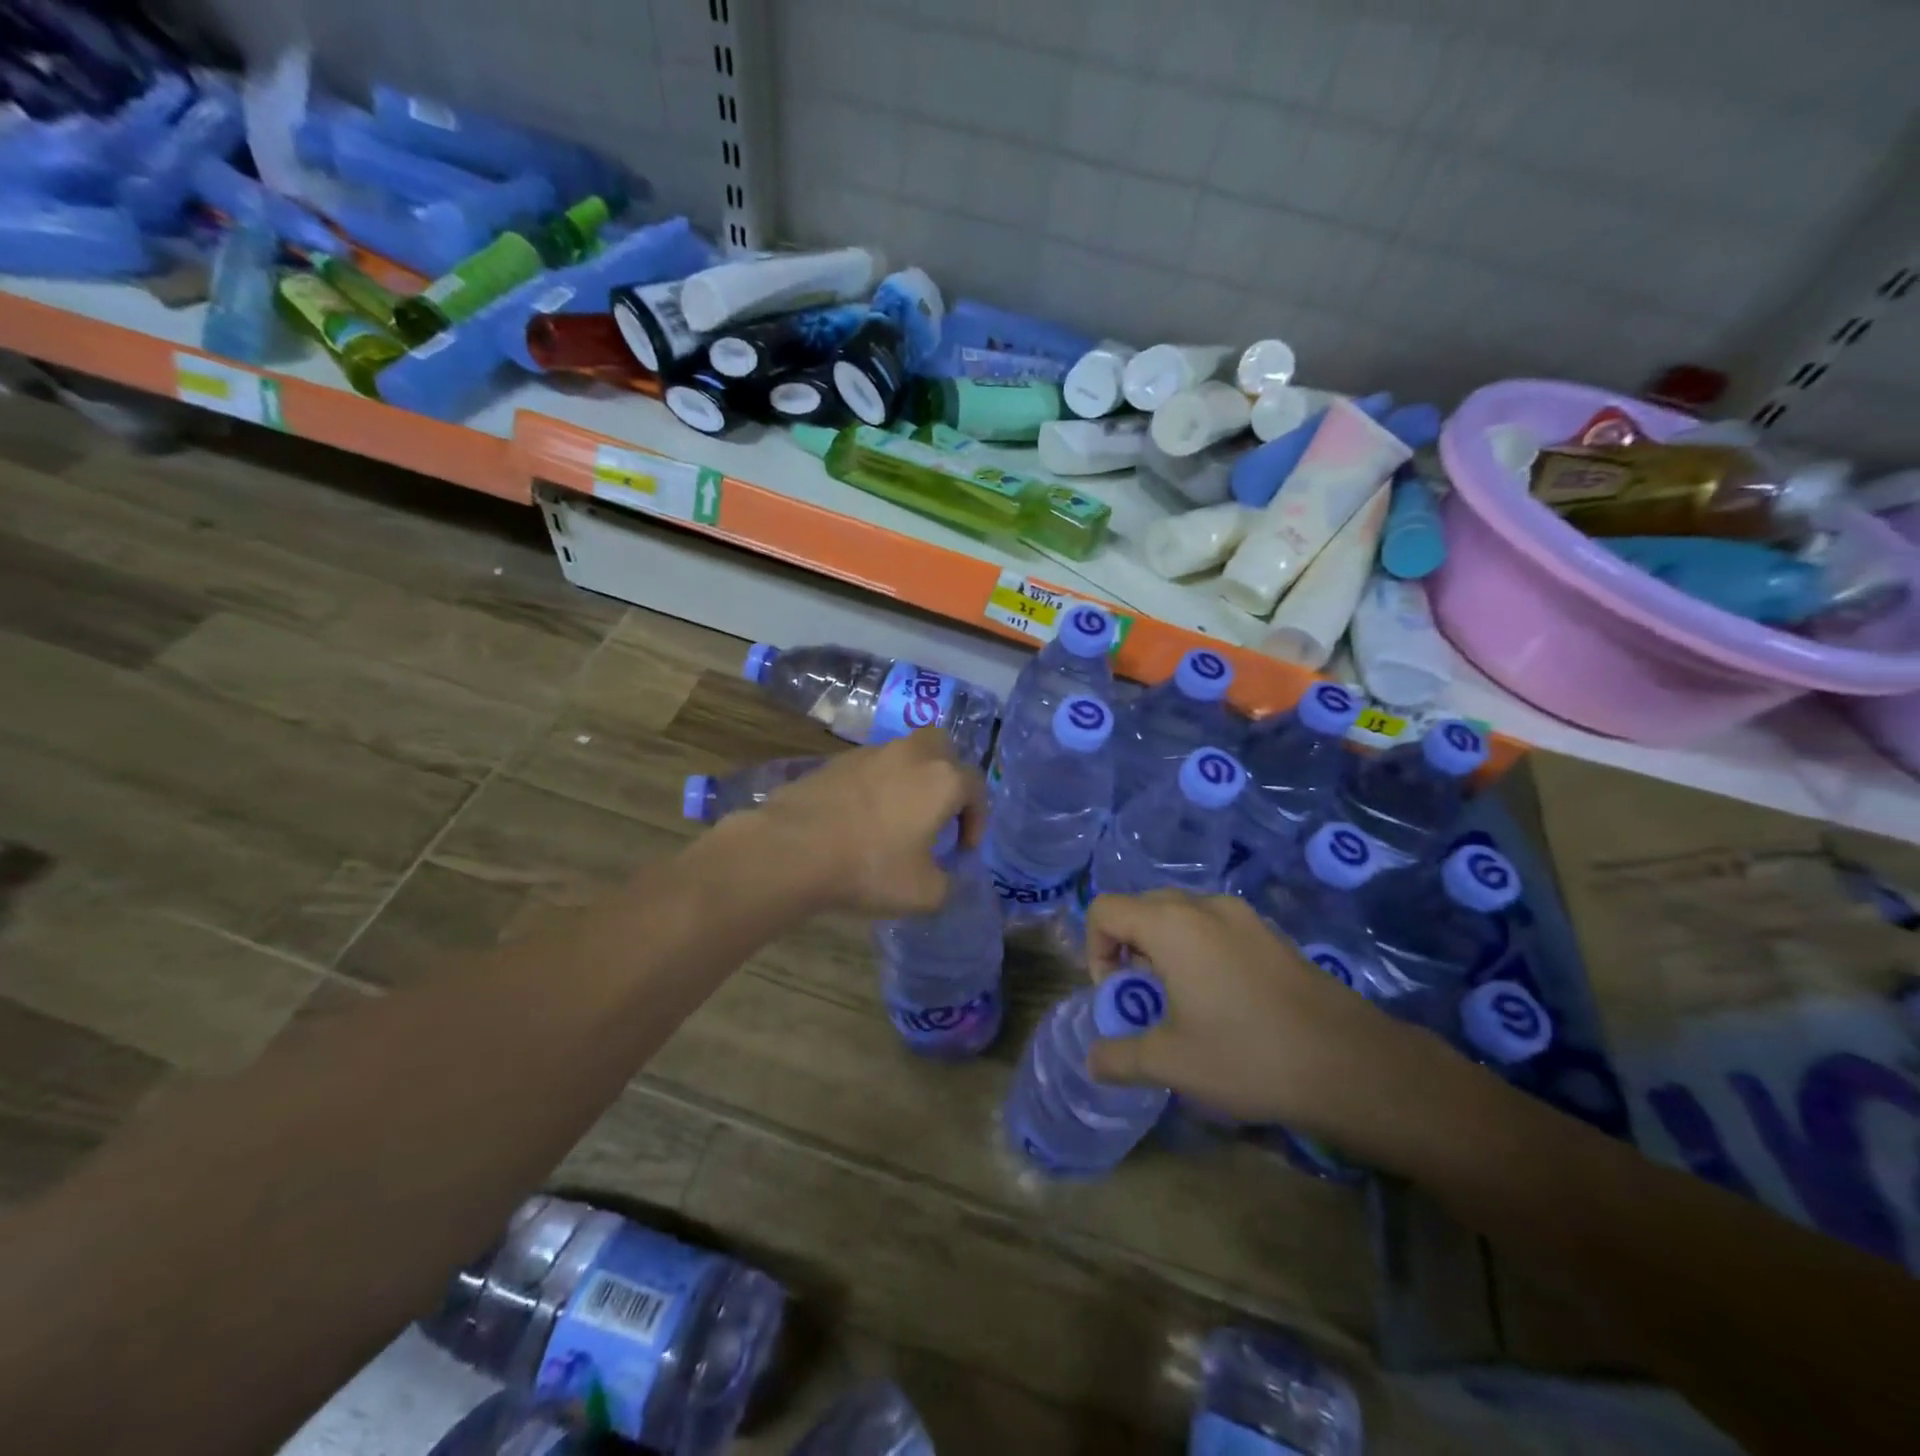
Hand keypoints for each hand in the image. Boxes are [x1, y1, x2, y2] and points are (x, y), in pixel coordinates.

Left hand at [754, 728, 985, 916]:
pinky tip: (863, 816)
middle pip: (943, 748)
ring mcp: (871, 753)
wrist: (793, 849)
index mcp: (942, 779)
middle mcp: (912, 754)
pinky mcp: (836, 760)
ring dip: (911, 779)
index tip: (964, 848)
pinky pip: (871, 767)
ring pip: (904, 754)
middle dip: (948, 776)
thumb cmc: (870, 867)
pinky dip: (877, 784)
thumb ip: (948, 884)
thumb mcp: (924, 893)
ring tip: (899, 817)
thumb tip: (945, 877)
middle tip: (940, 810)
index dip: (977, 820)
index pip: (976, 788)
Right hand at [1084, 890, 1429, 1138]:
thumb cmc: (1248, 1056)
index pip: (1105, 909)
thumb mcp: (1172, 1064)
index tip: (1118, 994)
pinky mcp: (1271, 933)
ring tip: (1183, 1001)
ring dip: (1164, 949)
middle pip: (1141, 907)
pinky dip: (1199, 950)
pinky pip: (1215, 926)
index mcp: (1171, 924)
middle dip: (1128, 948)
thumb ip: (1120, 1057)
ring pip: (1180, 915)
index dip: (1095, 950)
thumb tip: (1092, 1061)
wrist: (1352, 1065)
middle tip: (1146, 997)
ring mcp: (1243, 915)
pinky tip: (1224, 1000)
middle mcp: (1204, 906)